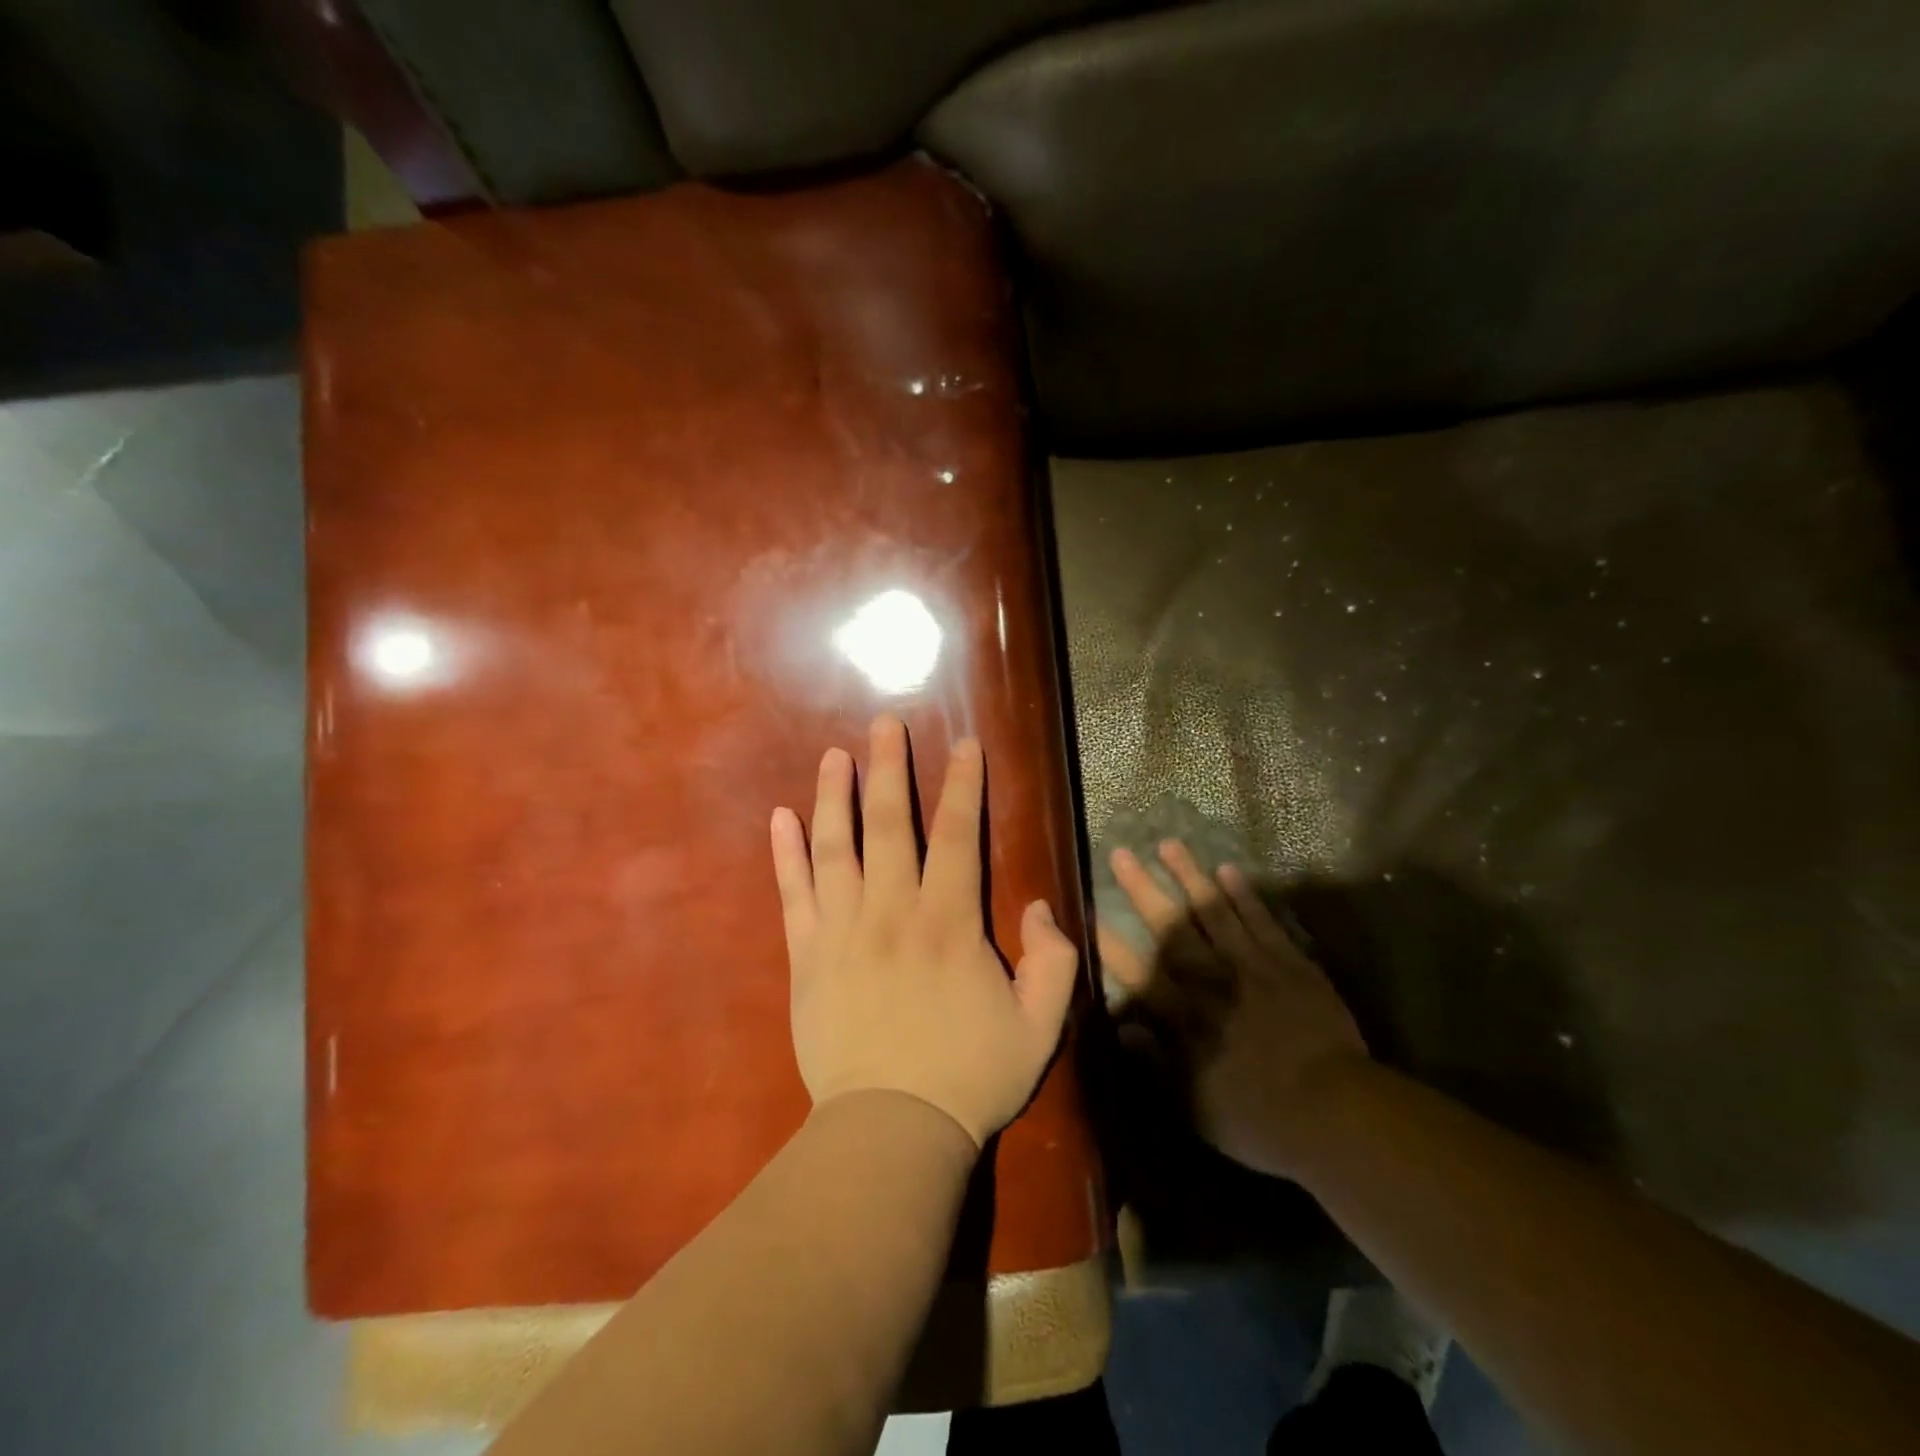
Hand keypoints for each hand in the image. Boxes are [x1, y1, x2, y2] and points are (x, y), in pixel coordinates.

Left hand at [771, 716, 1081, 1148]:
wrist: (889, 1129)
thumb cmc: (969, 1076)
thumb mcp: (1040, 1027)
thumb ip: (1054, 962)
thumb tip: (1042, 907)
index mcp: (949, 922)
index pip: (960, 836)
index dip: (964, 786)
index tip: (965, 745)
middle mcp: (893, 911)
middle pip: (891, 825)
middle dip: (890, 768)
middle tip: (884, 723)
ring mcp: (843, 931)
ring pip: (836, 848)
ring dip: (835, 797)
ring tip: (834, 756)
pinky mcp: (807, 957)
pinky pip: (793, 894)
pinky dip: (786, 854)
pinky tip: (782, 818)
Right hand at [1102, 840, 1370, 1176]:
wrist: (1336, 1112)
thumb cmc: (1258, 1119)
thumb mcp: (1195, 1107)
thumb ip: (1157, 1064)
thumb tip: (1124, 1026)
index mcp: (1186, 1016)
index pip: (1138, 971)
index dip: (1109, 941)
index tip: (1087, 912)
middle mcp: (1212, 980)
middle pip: (1171, 927)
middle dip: (1143, 889)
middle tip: (1121, 853)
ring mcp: (1252, 965)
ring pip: (1214, 911)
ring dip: (1189, 876)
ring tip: (1168, 843)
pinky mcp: (1289, 962)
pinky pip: (1262, 921)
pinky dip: (1244, 894)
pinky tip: (1227, 869)